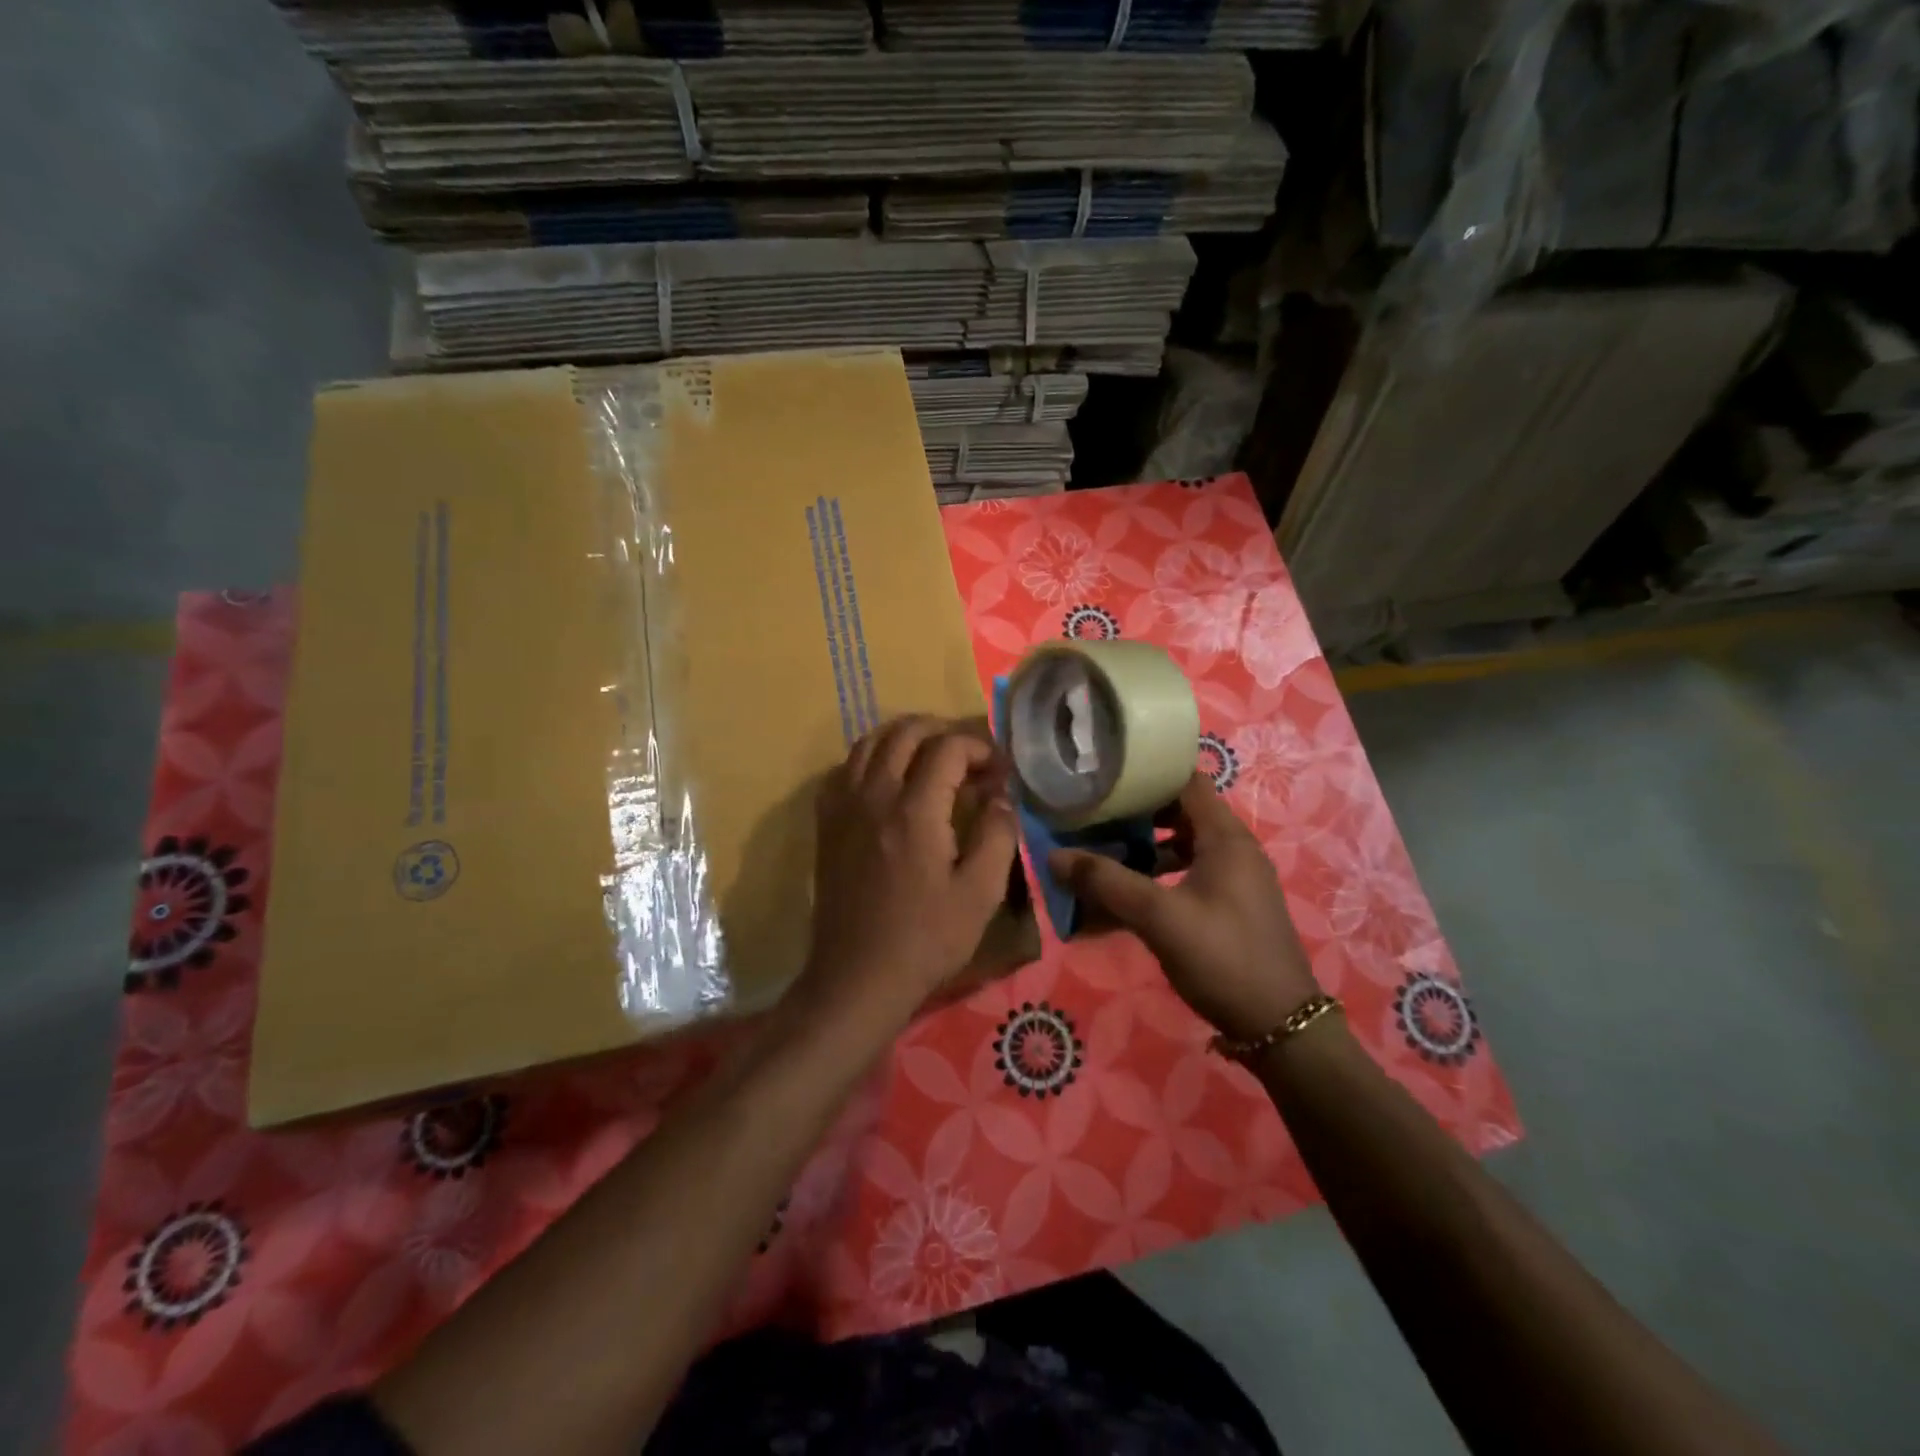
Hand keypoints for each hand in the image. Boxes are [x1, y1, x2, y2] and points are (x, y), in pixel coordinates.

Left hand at [805, 716, 1020, 1023]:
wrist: (858, 977)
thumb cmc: (926, 940)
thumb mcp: (981, 894)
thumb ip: (997, 835)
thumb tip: (1000, 796)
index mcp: (915, 810)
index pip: (948, 748)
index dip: (980, 748)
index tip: (999, 772)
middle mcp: (874, 796)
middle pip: (904, 732)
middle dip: (943, 731)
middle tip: (970, 756)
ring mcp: (844, 808)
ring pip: (869, 742)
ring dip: (905, 737)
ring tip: (932, 757)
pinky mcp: (827, 824)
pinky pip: (845, 769)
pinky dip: (871, 759)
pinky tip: (889, 780)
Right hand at [1050, 774, 1317, 1040]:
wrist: (1279, 1026)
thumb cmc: (1222, 958)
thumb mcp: (1158, 918)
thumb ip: (1106, 883)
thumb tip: (1053, 856)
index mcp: (1226, 838)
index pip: (1186, 781)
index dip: (1147, 776)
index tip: (1105, 781)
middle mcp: (1235, 849)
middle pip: (1181, 813)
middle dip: (1137, 816)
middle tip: (1095, 820)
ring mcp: (1236, 879)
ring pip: (1184, 847)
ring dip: (1145, 849)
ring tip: (1104, 857)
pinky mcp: (1232, 906)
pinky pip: (1190, 875)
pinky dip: (1160, 877)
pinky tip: (1130, 899)